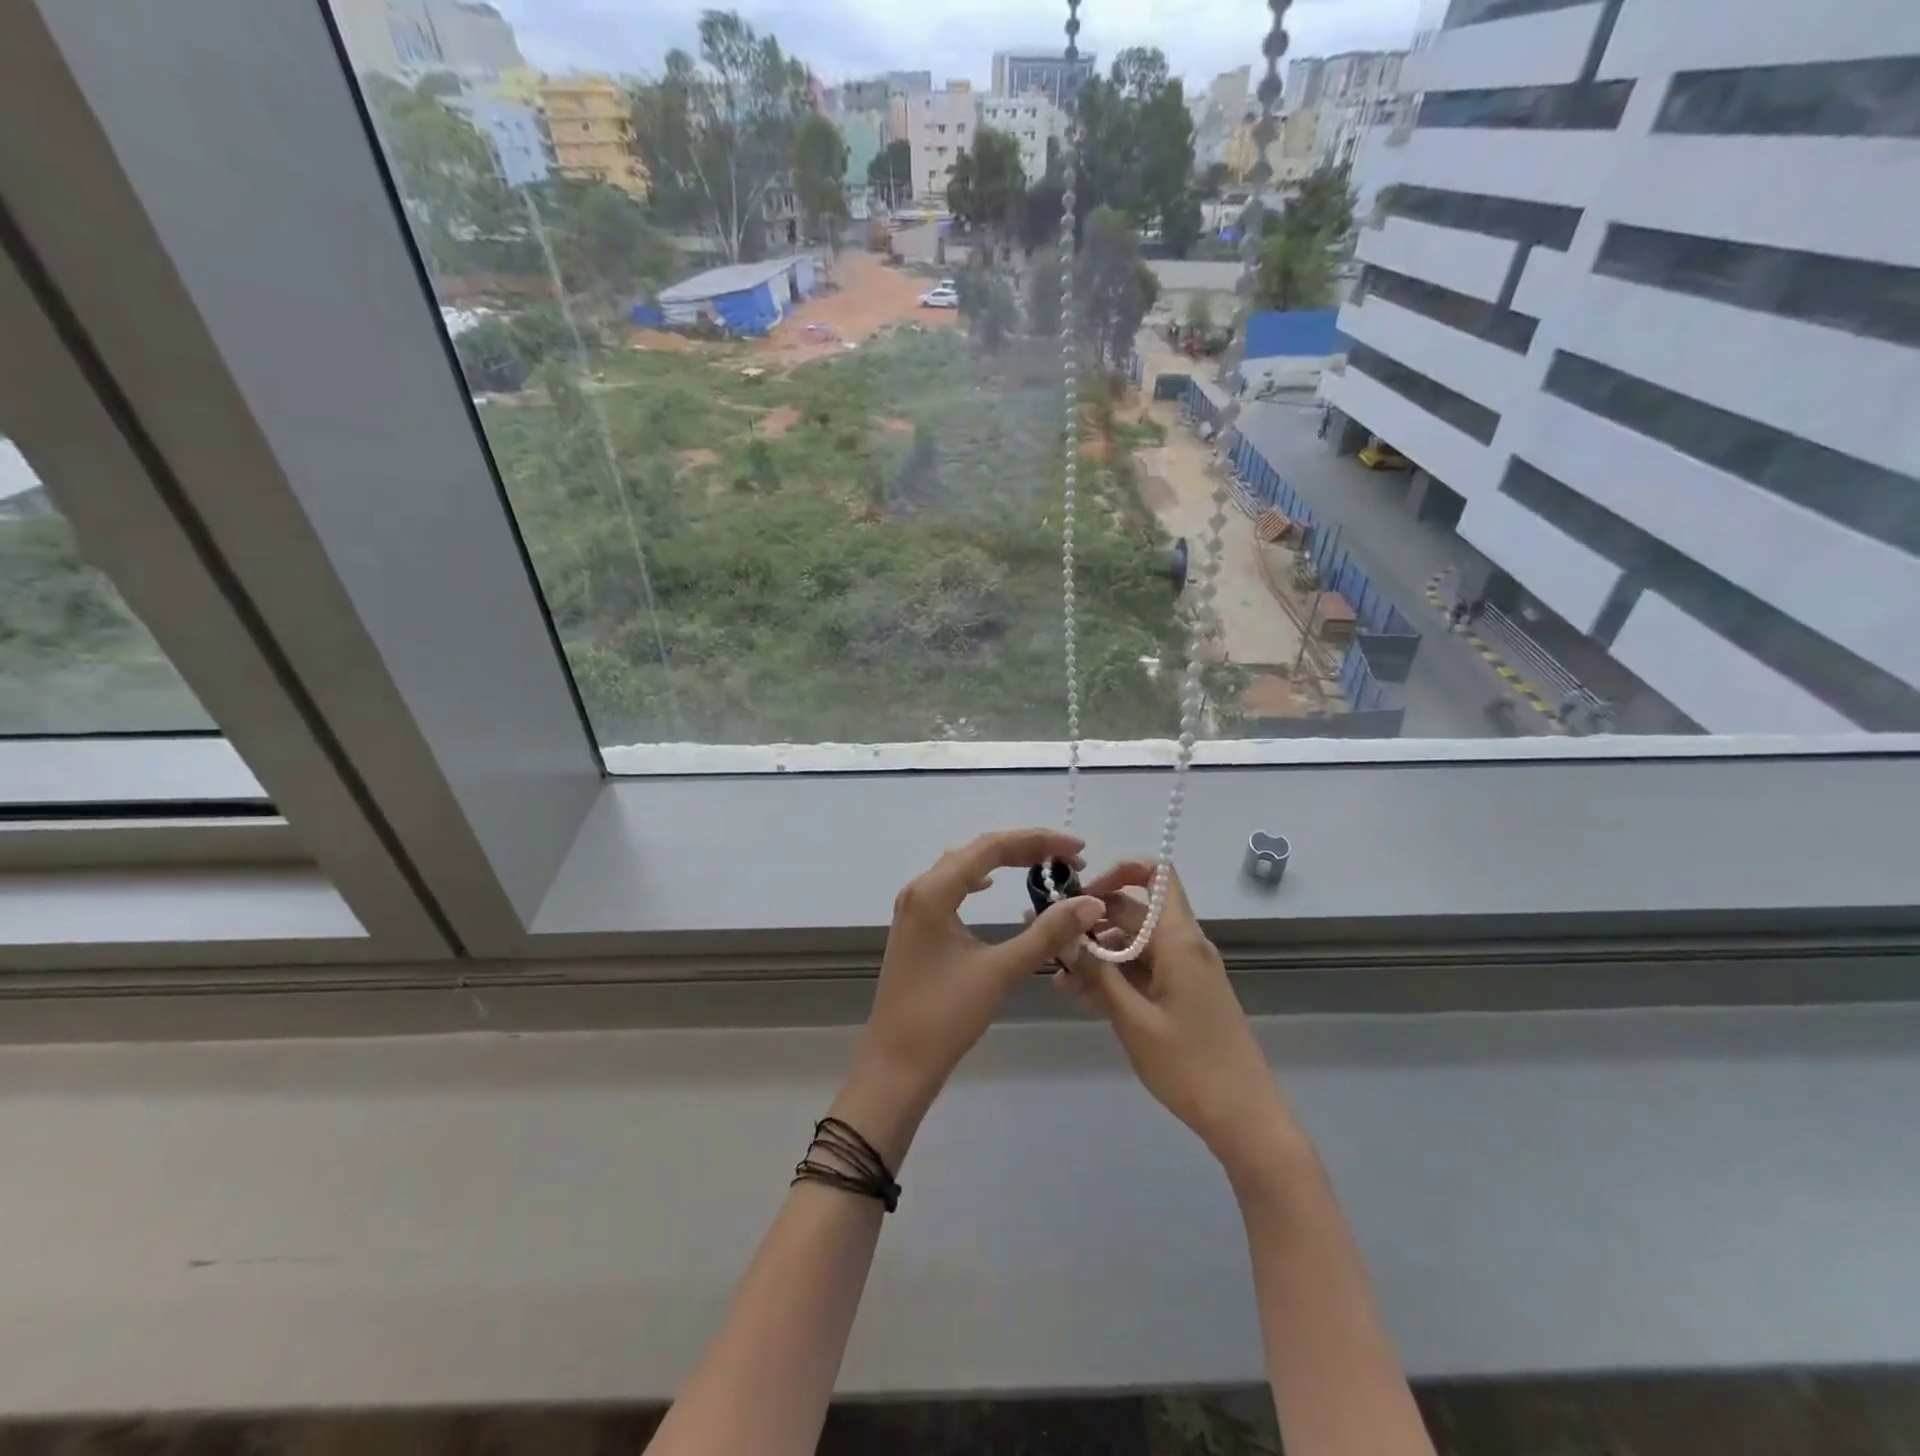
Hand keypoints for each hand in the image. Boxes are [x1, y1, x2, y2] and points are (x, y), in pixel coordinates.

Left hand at [838, 829, 1104, 1162]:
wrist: (896, 1064)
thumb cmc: (945, 1017)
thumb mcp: (1000, 971)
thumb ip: (1046, 933)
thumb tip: (1091, 901)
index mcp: (934, 890)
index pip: (992, 847)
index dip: (1038, 841)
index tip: (1078, 847)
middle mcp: (919, 889)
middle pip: (978, 850)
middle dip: (1025, 849)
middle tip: (1070, 858)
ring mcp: (913, 908)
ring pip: (962, 866)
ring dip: (1003, 862)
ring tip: (1042, 866)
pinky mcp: (915, 927)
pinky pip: (950, 886)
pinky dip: (978, 879)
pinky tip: (990, 885)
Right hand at [1057, 860, 1299, 1178]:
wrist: (1245, 1119)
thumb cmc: (1189, 1066)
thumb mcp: (1132, 1019)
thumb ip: (1095, 972)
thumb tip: (1062, 931)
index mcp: (1179, 940)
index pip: (1156, 875)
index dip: (1120, 870)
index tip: (1083, 894)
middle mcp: (1185, 945)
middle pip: (1136, 911)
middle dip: (1092, 921)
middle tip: (1051, 941)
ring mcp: (1186, 970)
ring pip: (1135, 943)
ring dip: (1098, 953)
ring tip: (1059, 978)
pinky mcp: (1185, 993)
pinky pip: (1144, 969)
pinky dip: (1115, 975)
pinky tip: (1082, 995)